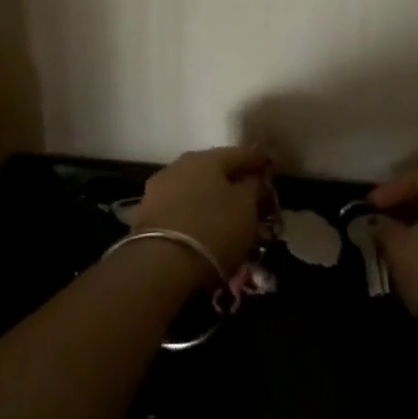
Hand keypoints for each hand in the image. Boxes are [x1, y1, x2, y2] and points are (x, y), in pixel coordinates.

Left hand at [131, 146, 271, 275]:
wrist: (160, 264)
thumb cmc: (213, 228)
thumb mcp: (246, 208)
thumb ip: (253, 187)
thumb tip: (253, 179)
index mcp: (207, 157)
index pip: (240, 154)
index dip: (259, 162)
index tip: (272, 169)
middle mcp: (181, 164)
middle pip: (214, 169)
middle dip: (232, 181)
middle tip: (249, 196)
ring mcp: (159, 187)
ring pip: (194, 187)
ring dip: (209, 197)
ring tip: (224, 216)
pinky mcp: (145, 214)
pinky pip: (179, 207)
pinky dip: (192, 213)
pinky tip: (200, 228)